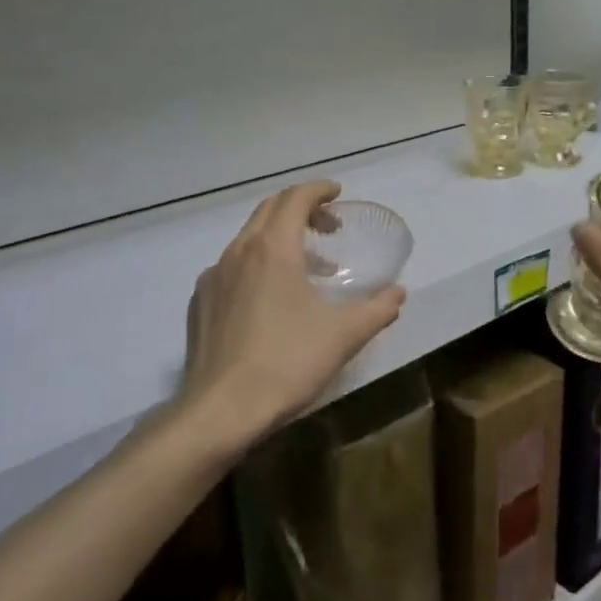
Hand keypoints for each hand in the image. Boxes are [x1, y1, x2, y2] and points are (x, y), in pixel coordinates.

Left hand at [179, 180, 405, 446]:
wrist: (221, 410)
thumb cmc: (287, 363)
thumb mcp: (344, 335)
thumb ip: (378, 309)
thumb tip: (399, 293)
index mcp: (273, 248)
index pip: (295, 198)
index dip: (319, 190)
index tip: (338, 193)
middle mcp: (239, 252)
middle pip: (269, 210)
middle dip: (301, 209)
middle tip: (329, 226)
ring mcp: (214, 276)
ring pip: (249, 238)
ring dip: (281, 238)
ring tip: (310, 267)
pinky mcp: (201, 302)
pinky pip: (232, 266)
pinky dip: (258, 263)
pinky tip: (272, 298)